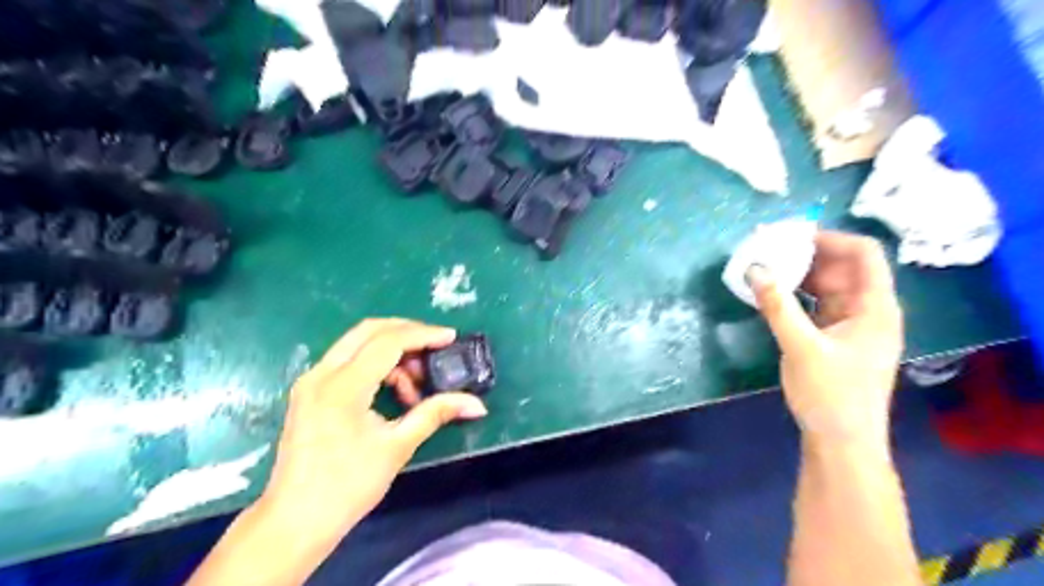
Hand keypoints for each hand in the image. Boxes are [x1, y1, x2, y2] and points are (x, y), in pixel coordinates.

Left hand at [259, 319, 492, 545]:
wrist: (295, 522)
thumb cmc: (348, 486)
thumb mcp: (398, 447)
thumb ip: (436, 414)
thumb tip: (477, 404)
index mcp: (343, 387)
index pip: (388, 342)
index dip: (423, 335)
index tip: (451, 338)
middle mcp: (321, 373)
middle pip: (369, 330)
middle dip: (407, 333)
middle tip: (436, 348)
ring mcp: (311, 380)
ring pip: (357, 343)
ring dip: (392, 351)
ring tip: (415, 384)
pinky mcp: (309, 391)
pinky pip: (348, 360)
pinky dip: (375, 365)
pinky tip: (393, 391)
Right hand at [752, 231, 905, 444]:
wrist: (841, 441)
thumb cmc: (830, 394)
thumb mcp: (801, 347)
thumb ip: (777, 305)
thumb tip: (754, 268)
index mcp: (875, 307)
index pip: (864, 254)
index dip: (831, 238)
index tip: (791, 236)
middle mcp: (867, 309)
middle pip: (842, 267)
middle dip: (806, 255)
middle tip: (768, 250)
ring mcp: (850, 323)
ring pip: (826, 285)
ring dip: (798, 275)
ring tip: (765, 267)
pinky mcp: (834, 336)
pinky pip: (816, 304)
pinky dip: (795, 295)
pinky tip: (771, 293)